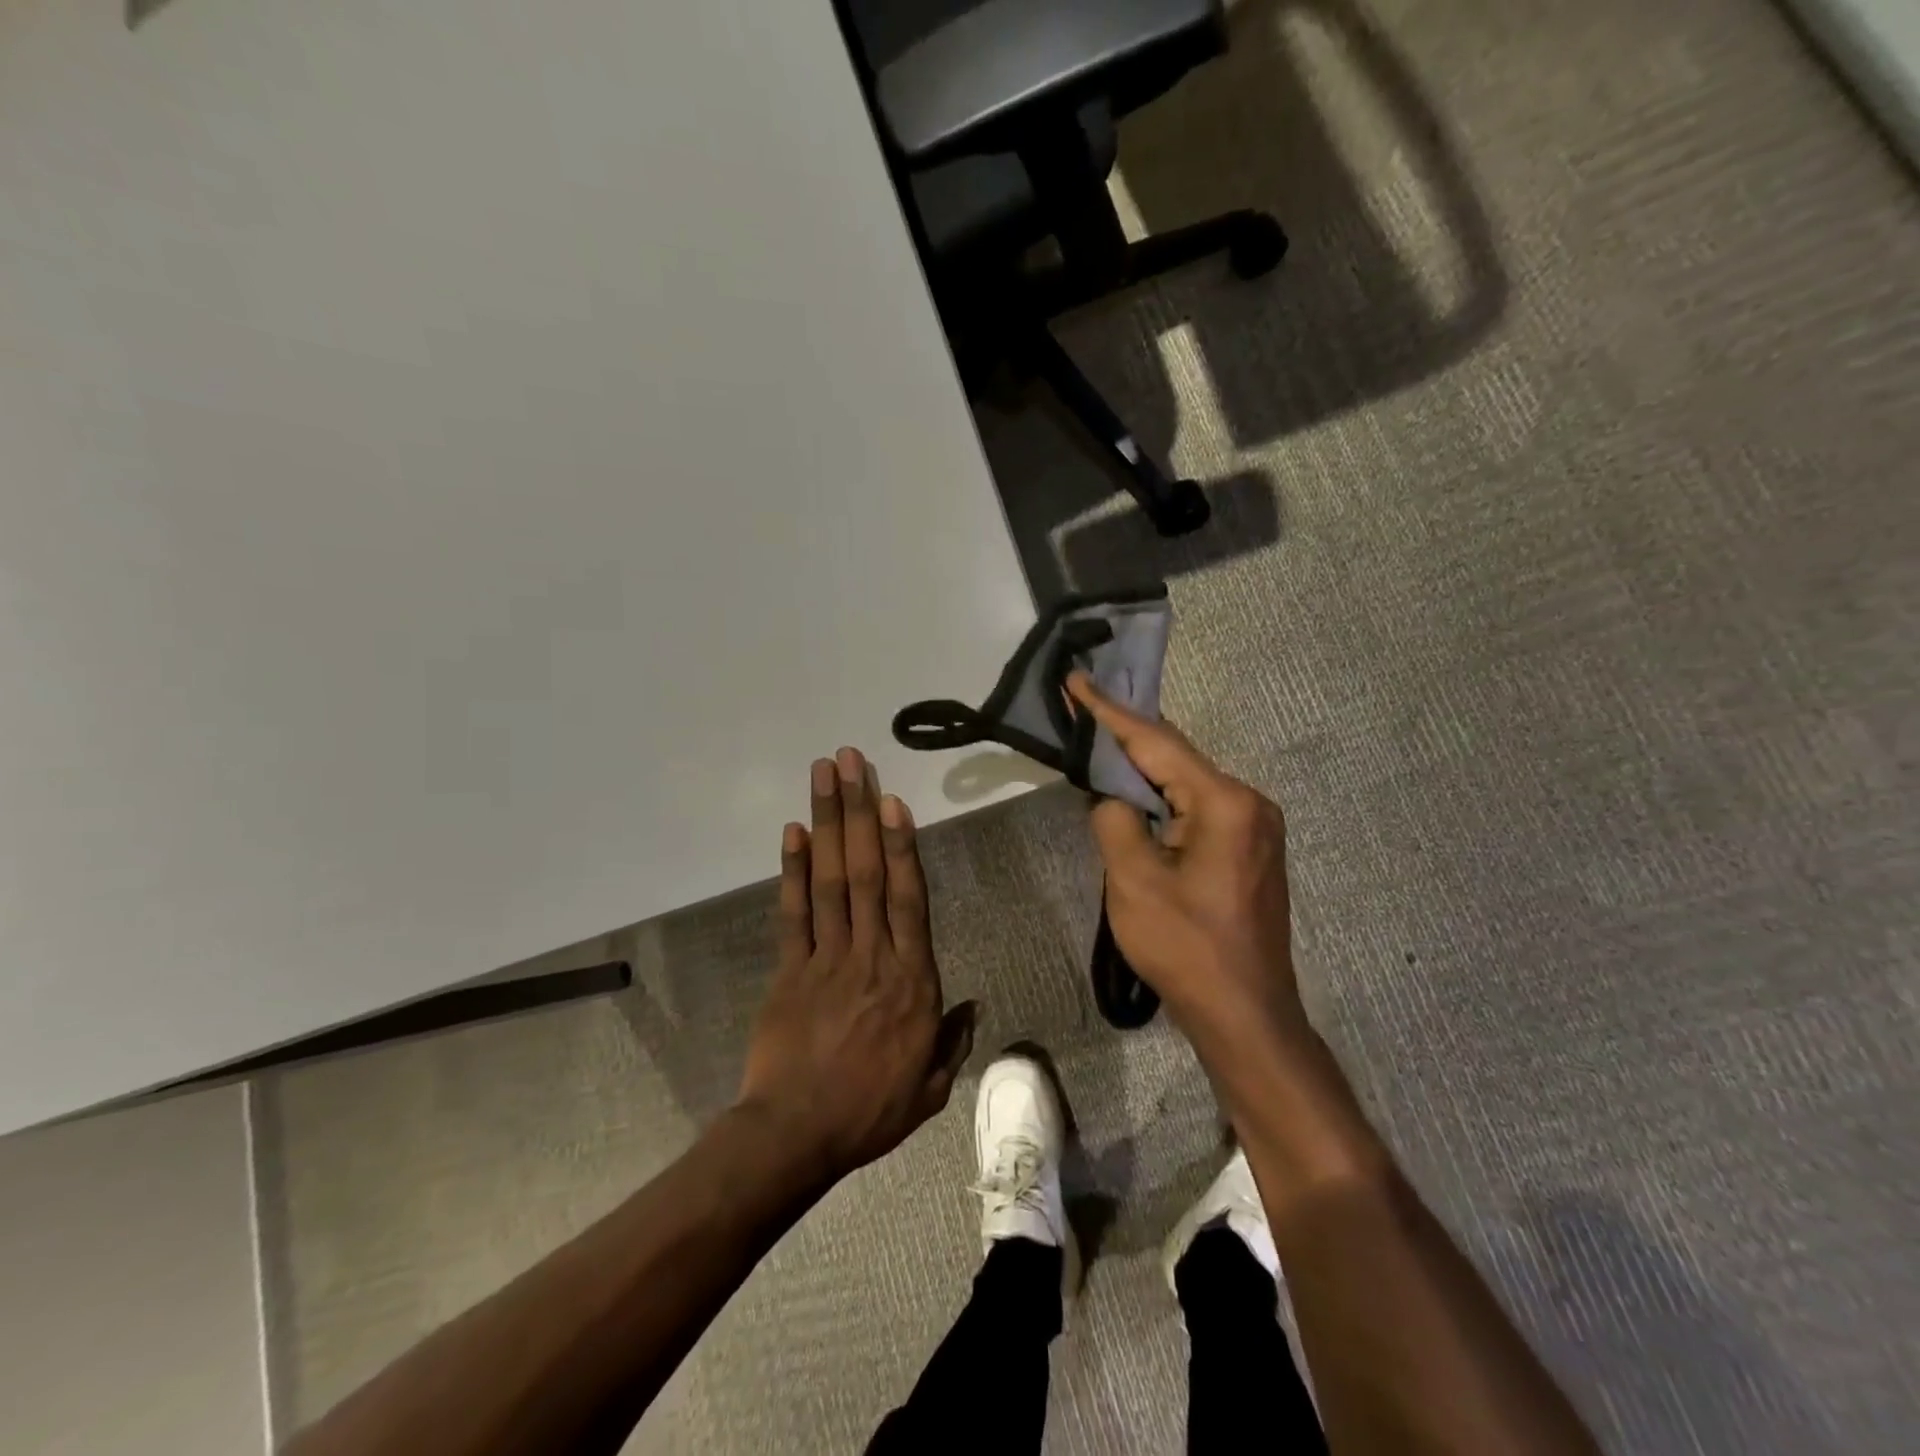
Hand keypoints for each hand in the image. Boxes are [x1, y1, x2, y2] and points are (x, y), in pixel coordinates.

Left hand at [736, 748, 975, 1184]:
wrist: (795, 1136)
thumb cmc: (870, 1111)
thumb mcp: (931, 1087)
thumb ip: (953, 1041)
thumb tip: (973, 1006)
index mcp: (911, 980)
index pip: (908, 899)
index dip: (901, 846)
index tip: (893, 801)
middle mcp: (870, 955)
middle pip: (865, 872)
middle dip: (859, 812)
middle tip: (851, 761)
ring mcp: (825, 958)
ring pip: (829, 880)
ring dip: (827, 824)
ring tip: (824, 776)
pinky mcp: (788, 969)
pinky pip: (791, 912)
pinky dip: (791, 870)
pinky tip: (792, 831)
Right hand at [1068, 673, 1308, 1050]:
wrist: (1245, 1015)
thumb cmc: (1187, 949)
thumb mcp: (1133, 881)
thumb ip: (1114, 820)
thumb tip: (1112, 797)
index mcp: (1225, 804)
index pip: (1157, 744)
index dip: (1110, 712)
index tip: (1077, 680)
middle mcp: (1249, 803)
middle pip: (1177, 758)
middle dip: (1127, 735)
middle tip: (1083, 705)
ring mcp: (1255, 828)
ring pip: (1187, 783)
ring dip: (1144, 769)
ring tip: (1101, 741)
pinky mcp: (1249, 851)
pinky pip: (1198, 808)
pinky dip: (1163, 798)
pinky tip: (1136, 793)